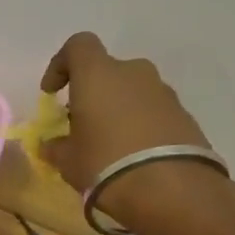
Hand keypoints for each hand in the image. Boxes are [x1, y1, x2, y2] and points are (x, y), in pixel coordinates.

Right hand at [40, 32, 225, 234]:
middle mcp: (133, 72)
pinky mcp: (184, 114)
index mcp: (98, 74)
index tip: (52, 92)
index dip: (60, 65)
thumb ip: (57, 148)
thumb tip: (50, 145)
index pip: (78, 46)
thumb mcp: (69, 161)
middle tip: (83, 125)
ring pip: (132, 92)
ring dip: (119, 110)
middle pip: (107, 72)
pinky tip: (135, 156)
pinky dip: (141, 125)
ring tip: (110, 145)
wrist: (169, 187)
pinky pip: (153, 112)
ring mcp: (163, 92)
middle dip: (93, 94)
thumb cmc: (104, 164)